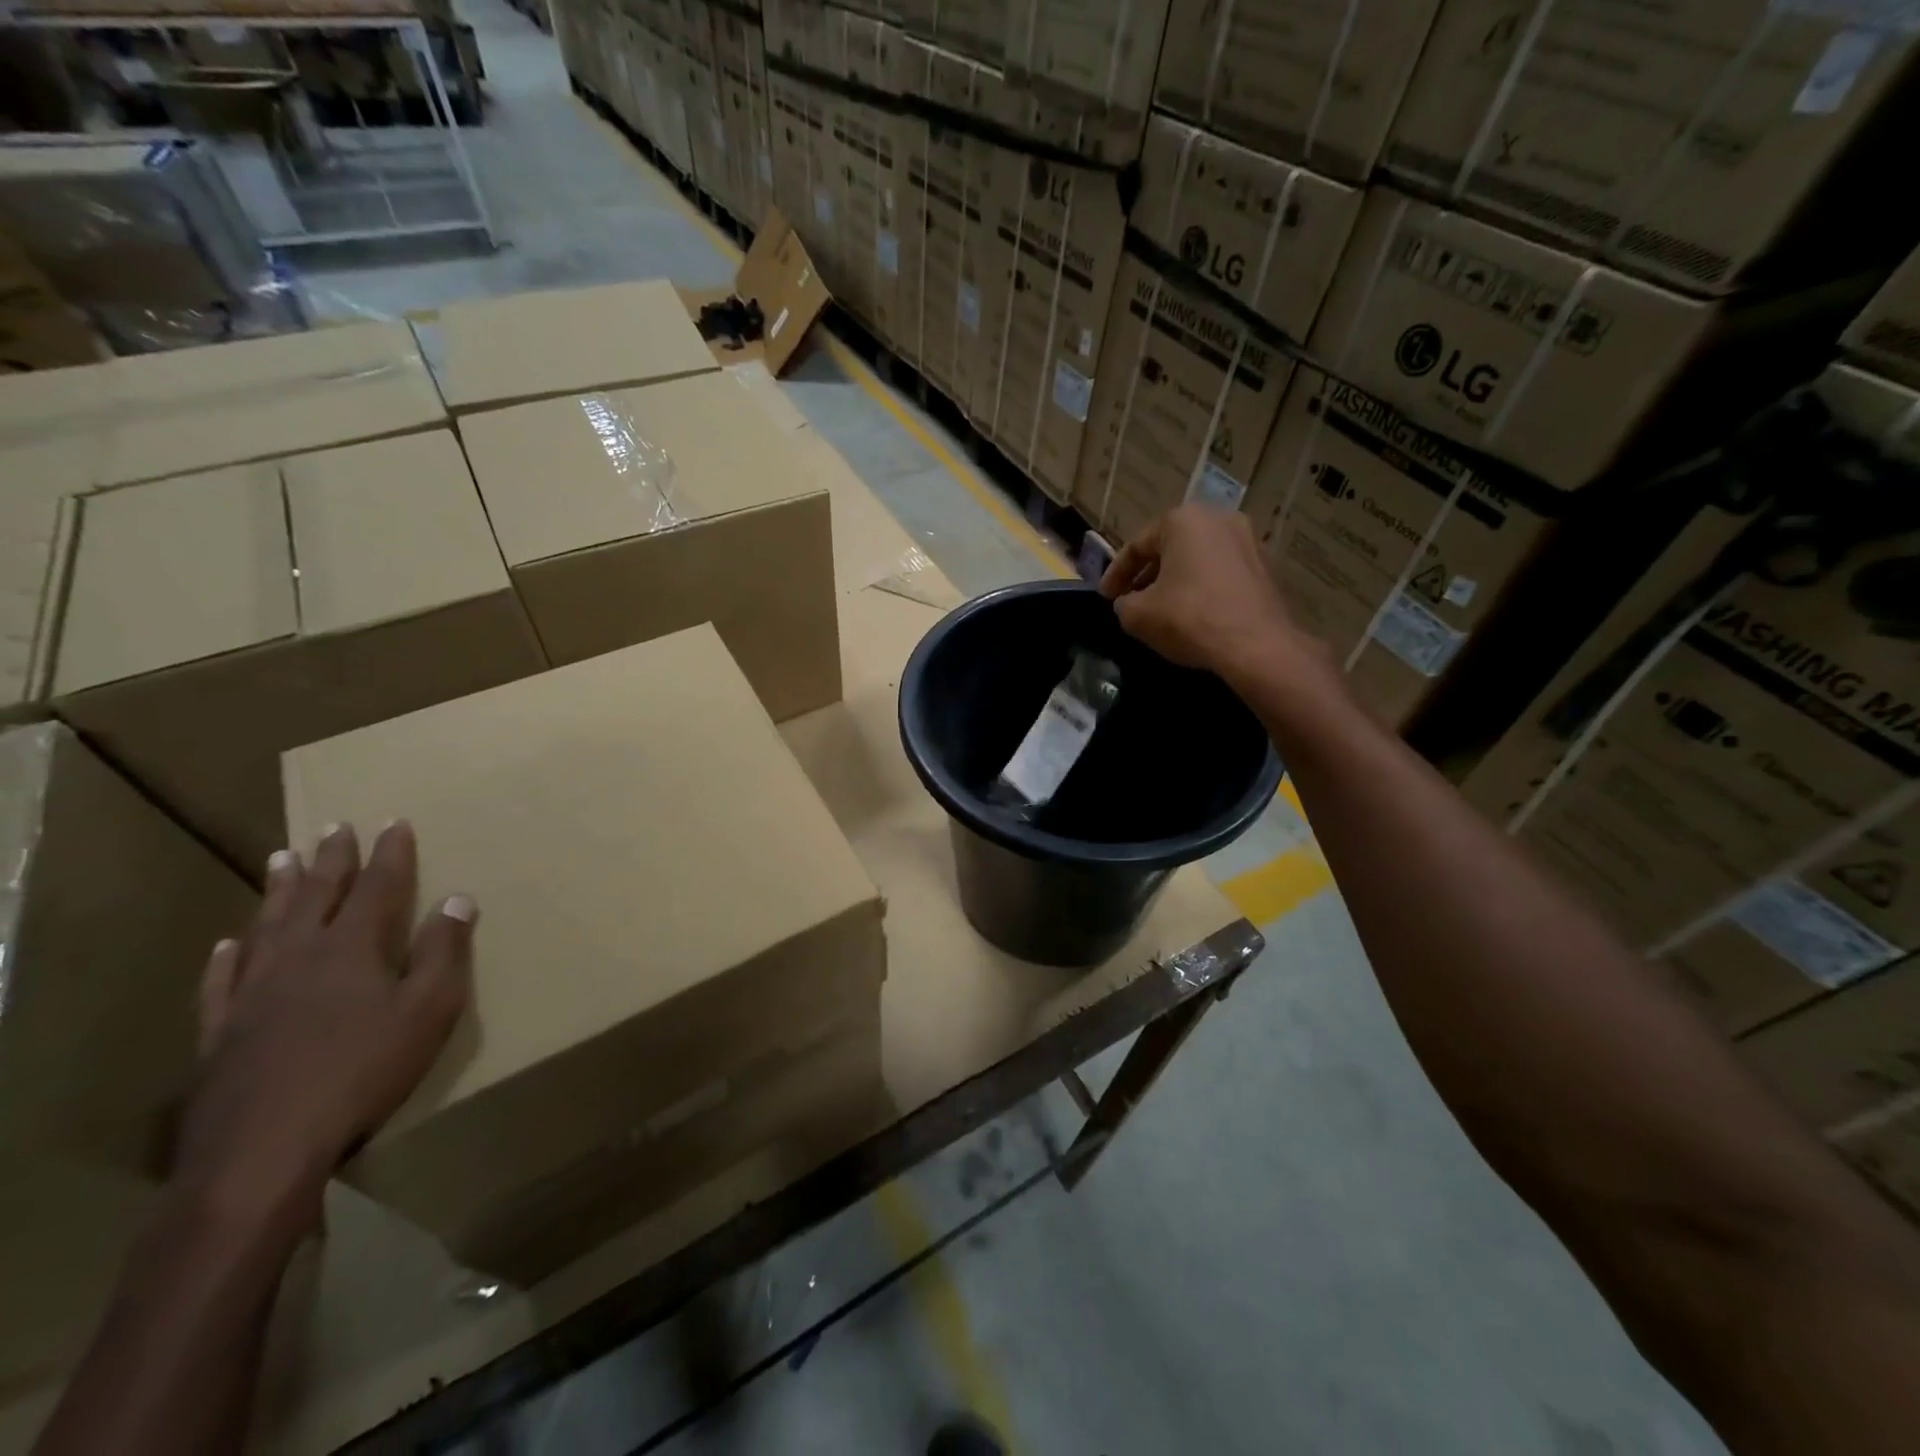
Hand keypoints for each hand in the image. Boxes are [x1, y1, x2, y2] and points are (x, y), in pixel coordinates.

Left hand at [179, 821, 475, 1226]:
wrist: (264, 1148)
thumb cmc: (364, 1070)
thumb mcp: (429, 1009)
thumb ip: (444, 952)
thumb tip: (458, 899)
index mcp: (353, 948)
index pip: (377, 887)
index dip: (389, 854)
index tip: (394, 822)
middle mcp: (299, 957)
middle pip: (316, 896)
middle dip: (331, 859)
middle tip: (333, 826)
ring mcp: (253, 993)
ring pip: (267, 926)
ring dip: (279, 891)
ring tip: (280, 858)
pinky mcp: (222, 1031)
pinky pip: (223, 980)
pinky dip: (229, 955)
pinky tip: (229, 942)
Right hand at [1099, 504, 1322, 687]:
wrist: (1256, 645)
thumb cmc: (1189, 618)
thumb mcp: (1137, 615)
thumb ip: (1124, 604)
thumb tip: (1129, 603)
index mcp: (1183, 520)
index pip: (1137, 545)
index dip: (1115, 574)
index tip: (1104, 598)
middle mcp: (1218, 519)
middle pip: (1170, 548)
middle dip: (1147, 574)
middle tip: (1130, 600)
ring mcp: (1248, 541)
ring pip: (1197, 559)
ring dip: (1175, 580)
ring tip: (1160, 608)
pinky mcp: (1265, 567)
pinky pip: (1220, 574)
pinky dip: (1201, 588)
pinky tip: (1193, 614)